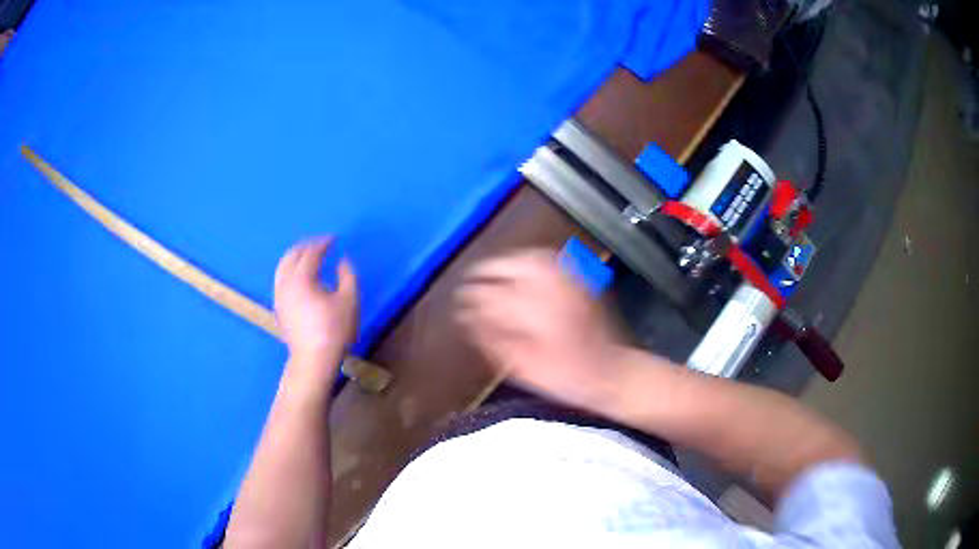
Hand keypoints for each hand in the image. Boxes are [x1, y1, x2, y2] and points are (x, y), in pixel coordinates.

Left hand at [274, 237, 358, 369]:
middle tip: (319, 244)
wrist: (313, 359)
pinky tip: (298, 277)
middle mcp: (286, 283)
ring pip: (282, 267)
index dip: (322, 243)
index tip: (333, 239)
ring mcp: (279, 296)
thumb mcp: (349, 301)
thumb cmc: (334, 330)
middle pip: (291, 256)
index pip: (311, 253)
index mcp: (302, 278)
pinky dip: (289, 271)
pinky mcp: (278, 308)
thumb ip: (348, 276)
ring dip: (295, 257)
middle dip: (305, 246)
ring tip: (307, 256)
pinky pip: (280, 279)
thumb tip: (342, 262)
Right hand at [454, 249, 628, 412]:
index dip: (470, 299)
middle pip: (506, 268)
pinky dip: (527, 258)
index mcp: (531, 313)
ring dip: (503, 263)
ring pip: (525, 257)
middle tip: (469, 284)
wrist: (611, 371)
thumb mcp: (521, 368)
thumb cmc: (564, 378)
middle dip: (483, 274)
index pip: (489, 295)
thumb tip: (466, 317)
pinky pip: (547, 257)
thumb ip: (491, 340)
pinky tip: (519, 267)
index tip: (459, 305)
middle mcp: (547, 289)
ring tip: (490, 274)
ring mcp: (565, 279)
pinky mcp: (578, 277)